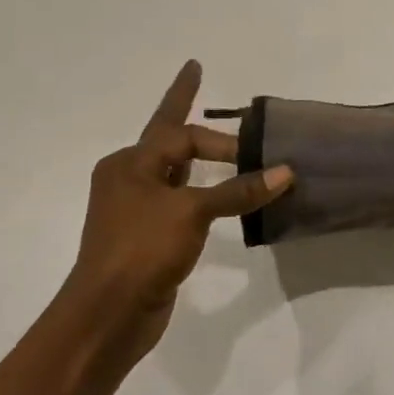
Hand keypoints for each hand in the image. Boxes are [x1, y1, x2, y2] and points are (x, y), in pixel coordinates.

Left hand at [62, 60, 291, 364]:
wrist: (108, 315)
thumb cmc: (142, 250)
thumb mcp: (192, 212)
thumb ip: (238, 191)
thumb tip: (285, 172)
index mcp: (130, 164)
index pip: (180, 133)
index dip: (212, 128)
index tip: (240, 130)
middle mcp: (129, 180)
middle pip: (168, 140)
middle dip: (186, 112)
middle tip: (201, 79)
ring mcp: (136, 210)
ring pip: (175, 173)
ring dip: (199, 159)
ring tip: (225, 146)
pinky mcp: (148, 237)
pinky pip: (181, 203)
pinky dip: (203, 194)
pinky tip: (222, 199)